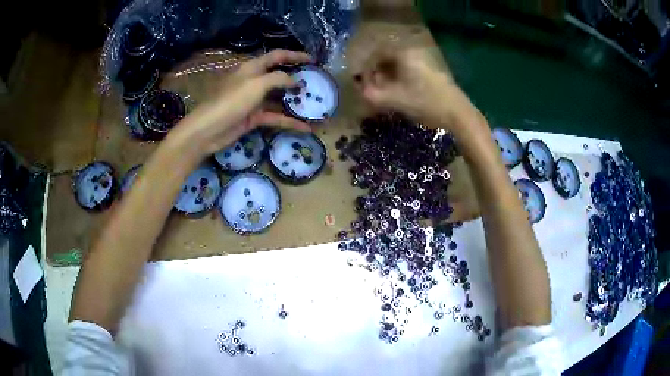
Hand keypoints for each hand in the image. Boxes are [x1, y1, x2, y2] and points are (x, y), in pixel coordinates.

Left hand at [170, 50, 312, 155]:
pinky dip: (289, 122)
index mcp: (252, 68)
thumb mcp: (256, 84)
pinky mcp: (254, 118)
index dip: (295, 56)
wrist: (208, 130)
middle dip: (298, 80)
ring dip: (296, 103)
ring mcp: (254, 101)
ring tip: (316, 107)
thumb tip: (295, 81)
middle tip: (316, 84)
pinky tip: (306, 128)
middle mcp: (254, 82)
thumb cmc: (231, 101)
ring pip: (279, 99)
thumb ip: (278, 79)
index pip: (277, 56)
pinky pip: (275, 118)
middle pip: (280, 77)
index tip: (313, 60)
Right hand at [354, 47, 468, 129]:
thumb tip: (361, 91)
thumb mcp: (395, 99)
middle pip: (387, 59)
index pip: (377, 54)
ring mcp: (424, 62)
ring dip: (387, 78)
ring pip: (398, 66)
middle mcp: (413, 53)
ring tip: (383, 94)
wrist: (457, 113)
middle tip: (371, 89)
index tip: (362, 82)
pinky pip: (408, 71)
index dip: (366, 67)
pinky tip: (398, 94)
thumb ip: (373, 95)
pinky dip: (398, 80)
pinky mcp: (430, 72)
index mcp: (404, 54)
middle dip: (376, 73)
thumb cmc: (425, 103)